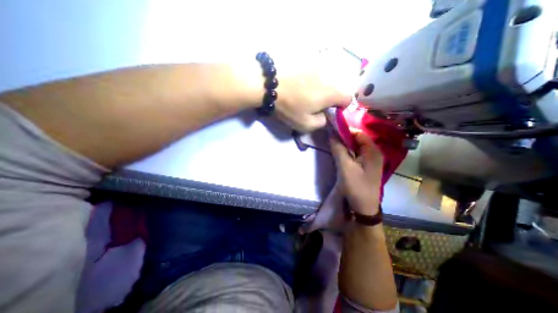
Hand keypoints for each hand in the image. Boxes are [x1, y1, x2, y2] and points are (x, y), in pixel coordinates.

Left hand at [273, 48, 358, 132]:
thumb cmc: (288, 106)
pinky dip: (312, 72)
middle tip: (315, 101)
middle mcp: (330, 73)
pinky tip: (300, 77)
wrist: (267, 82)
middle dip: (330, 95)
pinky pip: (316, 65)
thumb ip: (321, 123)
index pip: (348, 98)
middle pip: (338, 86)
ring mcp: (319, 61)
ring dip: (321, 84)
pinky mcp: (307, 54)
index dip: (340, 107)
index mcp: (333, 91)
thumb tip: (325, 116)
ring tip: (305, 89)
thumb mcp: (305, 124)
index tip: (328, 110)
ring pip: (327, 75)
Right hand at [301, 131, 384, 232]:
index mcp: (373, 151)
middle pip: (357, 139)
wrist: (364, 208)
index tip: (331, 133)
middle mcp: (374, 153)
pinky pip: (356, 155)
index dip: (344, 131)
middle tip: (331, 141)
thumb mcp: (345, 167)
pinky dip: (347, 153)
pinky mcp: (366, 167)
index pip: (358, 133)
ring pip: (356, 147)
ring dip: (345, 146)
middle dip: (343, 139)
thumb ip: (338, 149)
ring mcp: (371, 160)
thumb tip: (331, 133)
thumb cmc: (356, 186)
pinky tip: (340, 157)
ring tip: (333, 148)